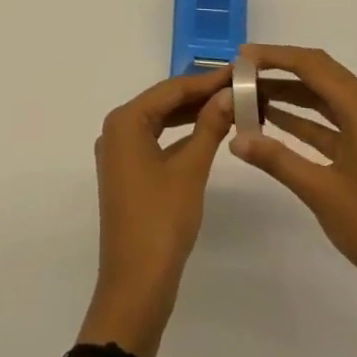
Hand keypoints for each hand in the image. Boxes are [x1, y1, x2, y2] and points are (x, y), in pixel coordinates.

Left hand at [81, 68, 235, 356]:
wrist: (136, 286)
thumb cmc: (161, 221)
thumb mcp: (190, 169)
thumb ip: (210, 126)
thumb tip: (229, 93)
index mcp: (125, 120)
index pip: (172, 88)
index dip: (207, 79)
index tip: (239, 70)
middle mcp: (117, 129)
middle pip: (164, 101)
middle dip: (201, 93)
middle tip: (238, 86)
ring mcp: (120, 152)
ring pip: (161, 119)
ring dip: (192, 112)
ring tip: (229, 104)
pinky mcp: (127, 172)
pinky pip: (157, 139)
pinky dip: (181, 134)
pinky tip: (207, 131)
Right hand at [229, 45, 356, 319]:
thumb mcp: (321, 192)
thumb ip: (277, 159)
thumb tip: (235, 138)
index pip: (313, 66)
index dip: (275, 57)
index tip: (242, 56)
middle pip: (320, 73)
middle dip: (281, 69)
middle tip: (243, 71)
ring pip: (324, 97)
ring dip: (290, 93)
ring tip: (251, 94)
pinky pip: (330, 121)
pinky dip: (302, 118)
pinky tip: (273, 121)